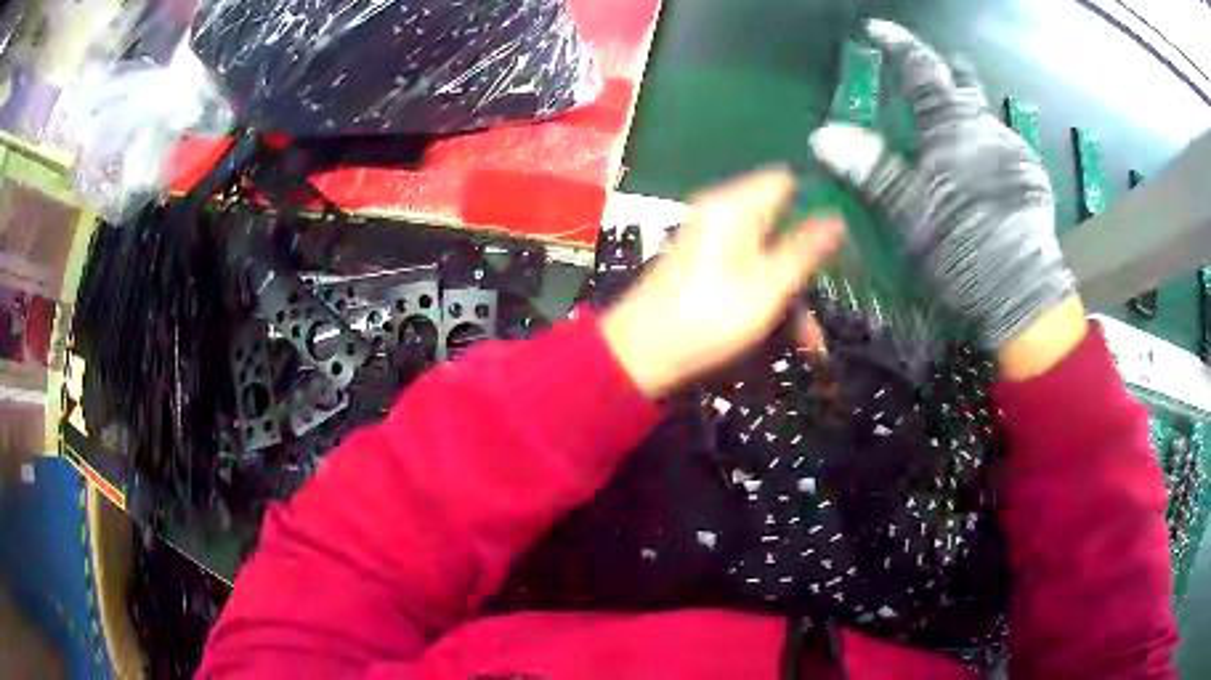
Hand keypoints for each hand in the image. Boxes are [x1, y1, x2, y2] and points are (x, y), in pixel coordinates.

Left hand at [602, 168, 843, 396]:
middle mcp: (721, 214)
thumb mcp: (767, 286)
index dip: (816, 202)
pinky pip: (748, 268)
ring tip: (808, 339)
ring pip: (768, 252)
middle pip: (780, 222)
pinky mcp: (704, 264)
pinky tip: (781, 330)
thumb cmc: (707, 317)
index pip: (786, 181)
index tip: (841, 237)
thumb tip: (836, 216)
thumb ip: (804, 249)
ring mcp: (711, 239)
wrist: (641, 353)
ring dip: (791, 290)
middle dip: (807, 263)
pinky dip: (768, 293)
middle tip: (825, 302)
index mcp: (734, 206)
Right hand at [809, 20, 1075, 352]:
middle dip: (949, 73)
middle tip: (938, 72)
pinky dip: (991, 150)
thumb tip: (821, 134)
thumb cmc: (963, 246)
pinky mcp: (1033, 180)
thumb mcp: (910, 211)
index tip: (878, 28)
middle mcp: (988, 128)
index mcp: (954, 127)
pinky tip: (987, 174)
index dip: (899, 45)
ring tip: (959, 135)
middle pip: (965, 86)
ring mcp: (1016, 153)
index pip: (922, 71)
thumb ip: (871, 168)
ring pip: (988, 120)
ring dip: (970, 117)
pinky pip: (1007, 150)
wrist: (1022, 292)